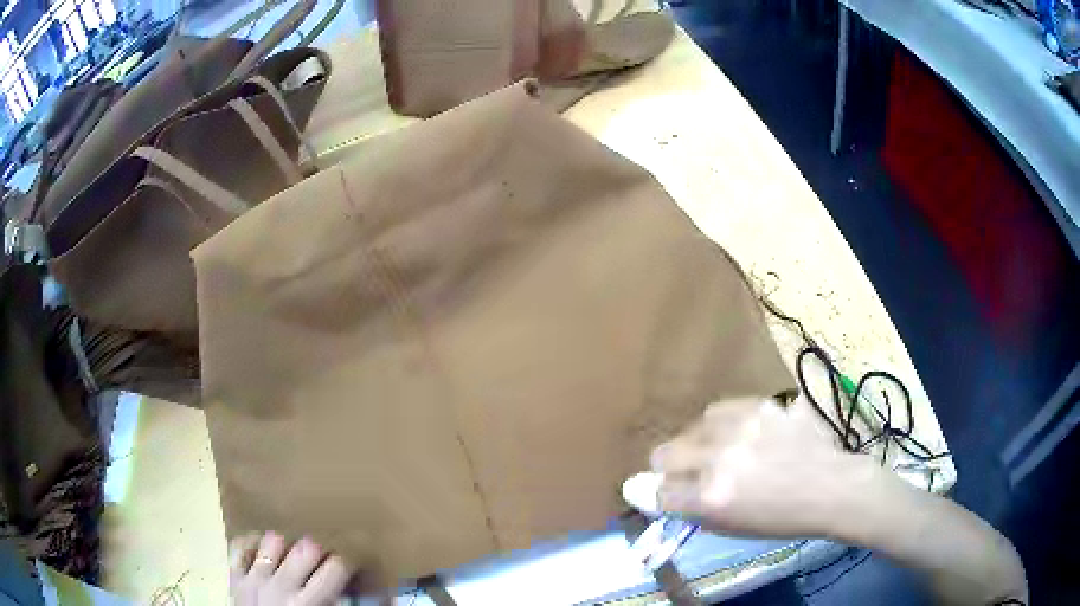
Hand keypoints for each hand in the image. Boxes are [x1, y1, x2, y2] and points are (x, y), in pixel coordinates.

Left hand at [230, 531, 352, 604]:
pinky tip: (265, 551)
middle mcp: (282, 586)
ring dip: (288, 546)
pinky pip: (241, 546)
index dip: (351, 560)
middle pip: (308, 547)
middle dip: (322, 550)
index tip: (356, 562)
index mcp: (310, 603)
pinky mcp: (235, 576)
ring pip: (274, 541)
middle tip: (326, 559)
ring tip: (294, 557)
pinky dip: (254, 544)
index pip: (337, 567)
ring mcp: (254, 578)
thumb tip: (385, 598)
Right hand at [645, 396, 876, 538]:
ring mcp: (741, 427)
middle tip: (689, 475)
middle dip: (669, 469)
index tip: (669, 496)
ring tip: (718, 451)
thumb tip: (646, 492)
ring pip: (691, 428)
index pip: (659, 492)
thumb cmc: (781, 519)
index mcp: (712, 498)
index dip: (660, 496)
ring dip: (696, 444)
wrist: (830, 487)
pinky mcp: (759, 405)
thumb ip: (688, 509)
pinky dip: (720, 425)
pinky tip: (736, 434)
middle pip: (664, 454)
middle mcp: (720, 459)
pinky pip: (719, 410)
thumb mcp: (730, 527)